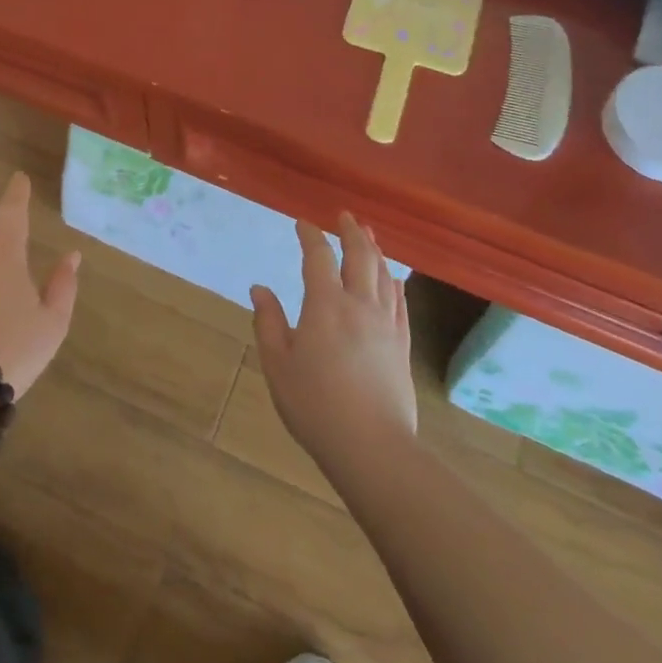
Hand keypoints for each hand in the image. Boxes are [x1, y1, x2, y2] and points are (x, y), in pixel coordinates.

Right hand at [251, 213, 417, 472]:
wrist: (371, 447)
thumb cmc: (315, 405)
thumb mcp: (278, 365)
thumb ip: (268, 322)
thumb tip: (259, 289)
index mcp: (325, 305)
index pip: (318, 257)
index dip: (310, 235)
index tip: (302, 223)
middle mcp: (359, 304)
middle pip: (360, 255)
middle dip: (351, 231)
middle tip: (345, 215)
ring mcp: (386, 324)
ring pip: (383, 274)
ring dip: (375, 249)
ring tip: (369, 235)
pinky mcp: (402, 345)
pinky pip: (400, 302)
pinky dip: (394, 283)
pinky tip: (394, 278)